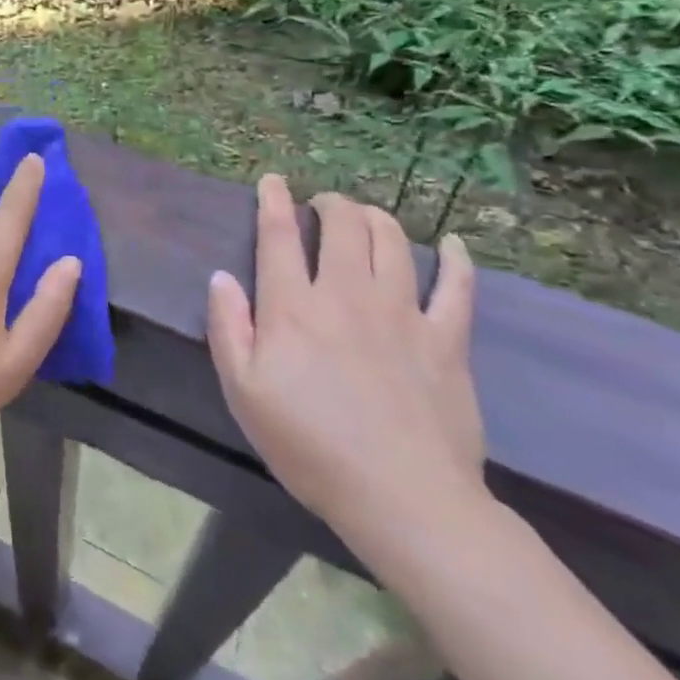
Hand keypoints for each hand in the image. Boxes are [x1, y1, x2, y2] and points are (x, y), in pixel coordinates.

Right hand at [206, 175, 485, 556]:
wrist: (402, 499)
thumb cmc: (309, 446)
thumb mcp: (243, 392)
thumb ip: (227, 328)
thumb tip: (221, 278)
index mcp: (293, 307)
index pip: (279, 235)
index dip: (273, 201)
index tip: (272, 181)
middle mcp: (348, 295)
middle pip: (342, 226)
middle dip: (329, 204)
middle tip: (321, 205)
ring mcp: (402, 313)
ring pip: (393, 242)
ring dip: (375, 218)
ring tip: (365, 216)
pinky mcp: (447, 339)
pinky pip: (457, 287)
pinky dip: (456, 260)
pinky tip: (452, 246)